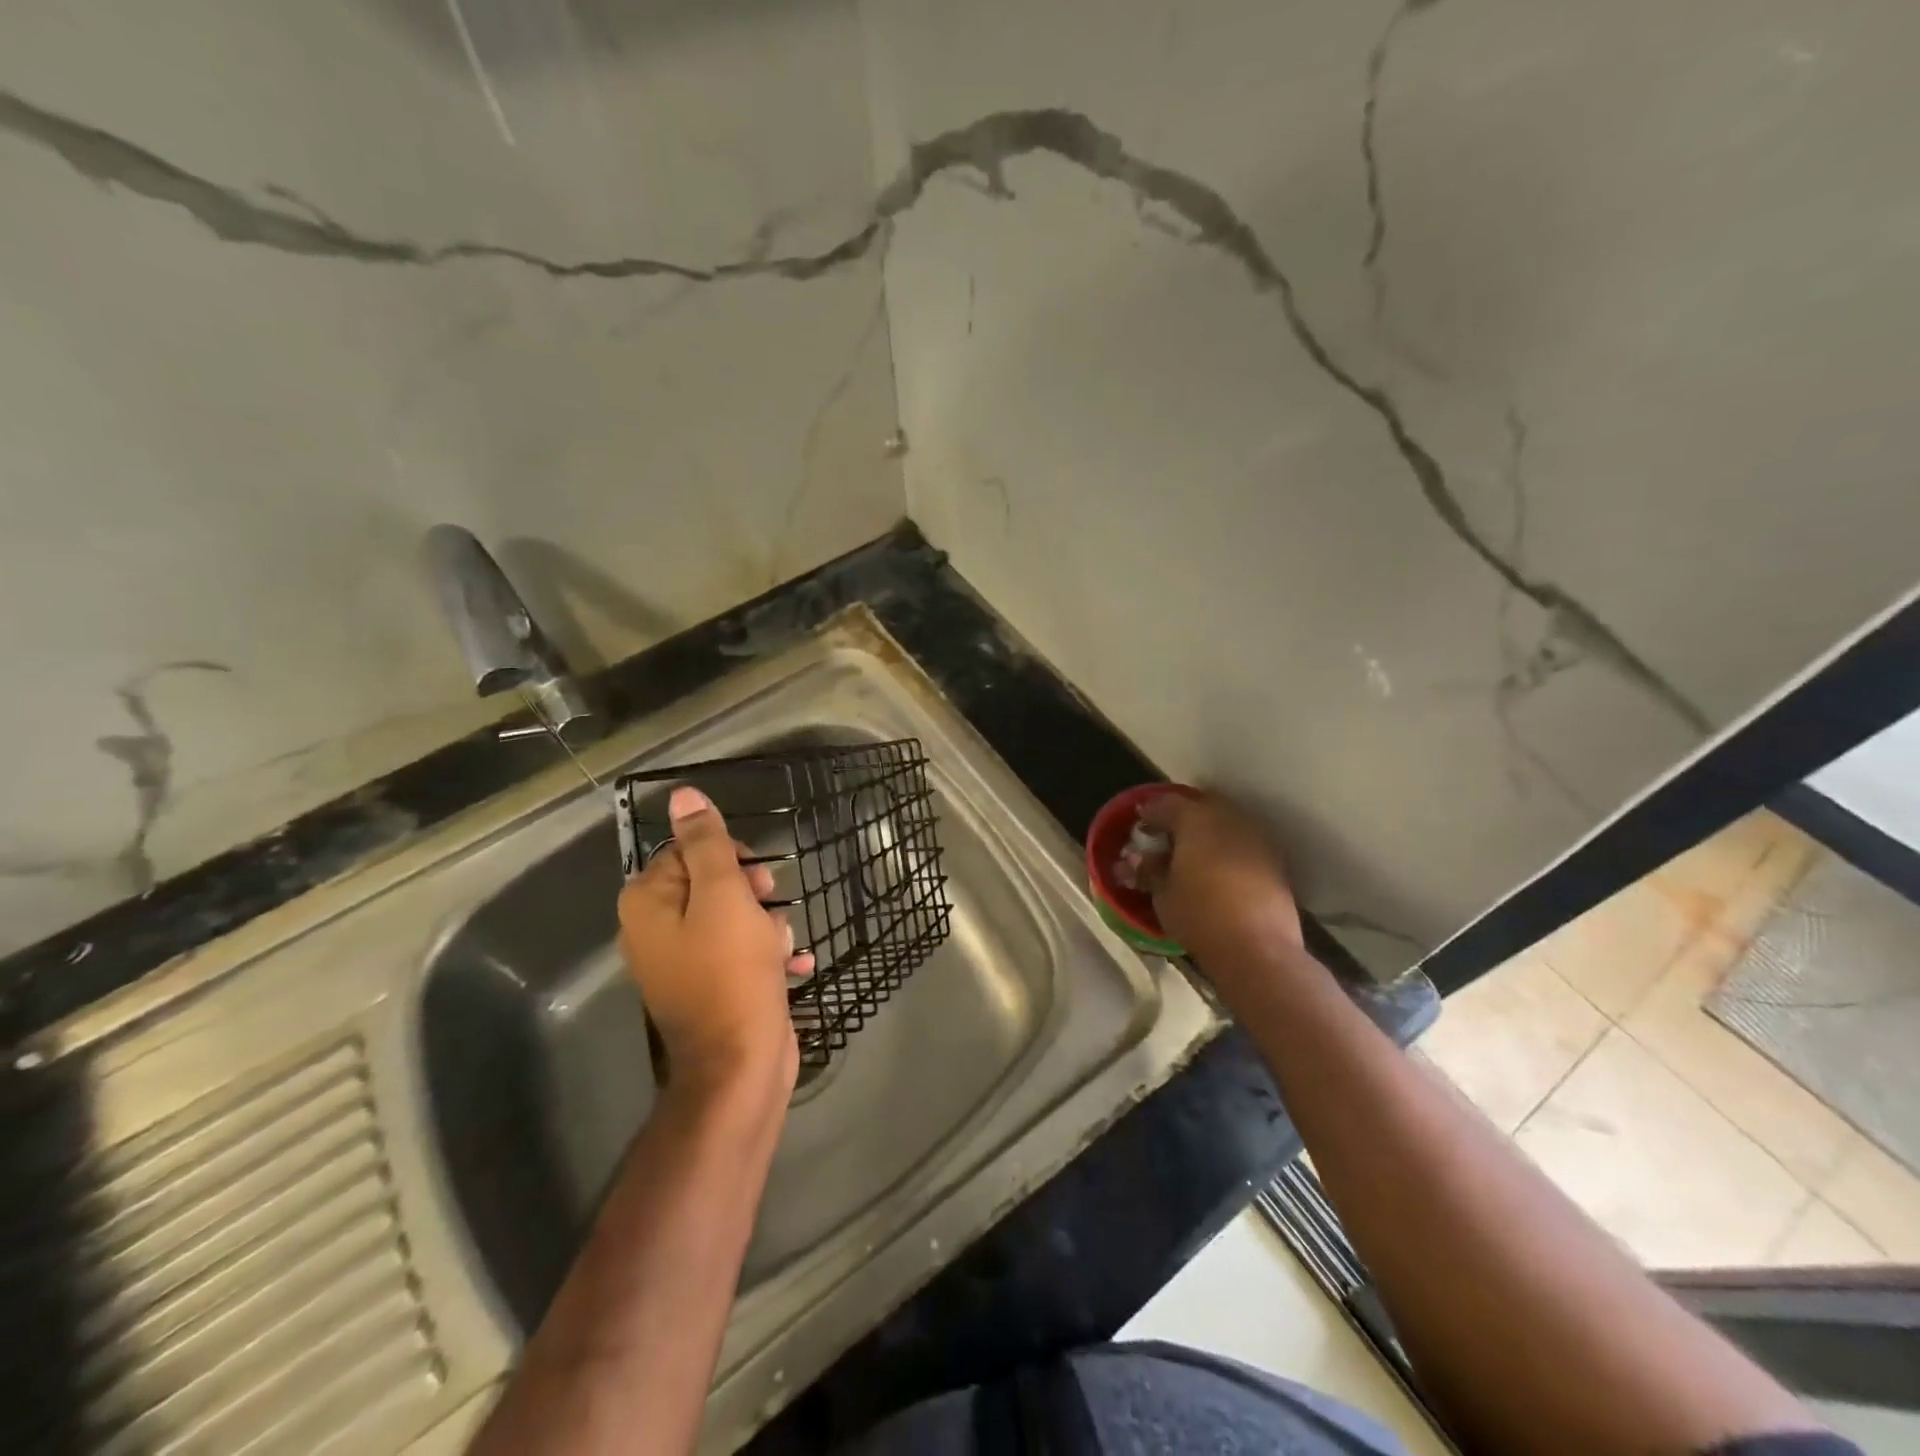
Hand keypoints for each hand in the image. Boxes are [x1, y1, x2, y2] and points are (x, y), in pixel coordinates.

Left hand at [618, 786, 813, 1097]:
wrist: (740, 1064)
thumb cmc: (731, 972)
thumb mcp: (723, 896)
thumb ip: (706, 843)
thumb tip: (683, 796)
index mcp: (648, 903)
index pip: (689, 850)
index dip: (730, 859)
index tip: (757, 881)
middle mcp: (656, 929)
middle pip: (713, 882)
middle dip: (753, 895)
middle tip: (770, 914)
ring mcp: (683, 961)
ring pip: (735, 917)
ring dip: (767, 926)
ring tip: (778, 952)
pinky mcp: (711, 986)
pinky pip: (741, 951)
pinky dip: (767, 955)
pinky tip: (792, 966)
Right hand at [1140, 791, 1302, 964]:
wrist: (1259, 949)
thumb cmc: (1200, 916)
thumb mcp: (1162, 894)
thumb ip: (1149, 870)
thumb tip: (1136, 859)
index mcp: (1196, 819)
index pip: (1167, 803)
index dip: (1149, 813)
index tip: (1139, 825)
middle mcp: (1229, 818)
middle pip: (1200, 806)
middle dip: (1181, 817)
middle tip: (1166, 837)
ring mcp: (1256, 838)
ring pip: (1225, 823)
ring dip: (1207, 832)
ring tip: (1191, 855)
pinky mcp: (1274, 861)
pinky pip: (1243, 843)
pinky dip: (1227, 849)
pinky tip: (1217, 870)